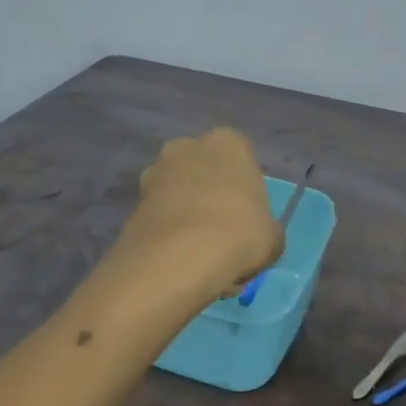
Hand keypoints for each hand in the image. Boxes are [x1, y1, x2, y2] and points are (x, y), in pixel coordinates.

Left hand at [120, 128, 283, 296]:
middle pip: (205, 173)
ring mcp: (155, 173)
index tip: (249, 222)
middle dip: (212, 199)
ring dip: (187, 217)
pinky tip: (179, 263)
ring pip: (179, 195)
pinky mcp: (132, 203)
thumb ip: (266, 229)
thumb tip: (258, 237)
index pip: (242, 160)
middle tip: (224, 239)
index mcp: (228, 142)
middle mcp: (187, 147)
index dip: (245, 194)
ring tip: (200, 257)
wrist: (179, 258)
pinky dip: (168, 235)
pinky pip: (159, 217)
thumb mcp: (273, 237)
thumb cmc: (239, 233)